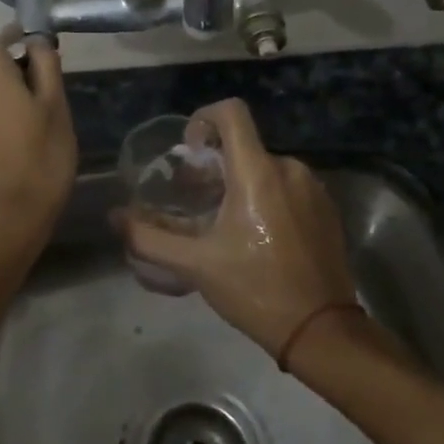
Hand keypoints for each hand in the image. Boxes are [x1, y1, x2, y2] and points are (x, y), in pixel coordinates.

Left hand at [0, 28, 76, 259]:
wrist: (5, 221)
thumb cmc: (40, 158)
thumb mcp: (56, 105)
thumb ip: (46, 64)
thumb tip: (37, 39)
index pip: (11, 36)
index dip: (35, 42)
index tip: (57, 61)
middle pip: (1, 62)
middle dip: (28, 71)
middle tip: (58, 98)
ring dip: (19, 95)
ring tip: (46, 121)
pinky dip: (7, 114)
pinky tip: (27, 138)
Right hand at [116, 98, 357, 358]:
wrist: (321, 330)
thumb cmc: (254, 289)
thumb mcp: (195, 265)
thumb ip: (149, 238)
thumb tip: (116, 218)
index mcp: (258, 172)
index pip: (231, 112)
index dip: (203, 119)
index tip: (190, 152)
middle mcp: (289, 169)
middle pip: (244, 146)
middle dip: (214, 166)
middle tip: (196, 200)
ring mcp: (313, 188)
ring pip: (265, 168)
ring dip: (240, 183)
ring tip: (223, 222)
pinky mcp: (327, 209)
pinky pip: (288, 187)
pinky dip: (266, 198)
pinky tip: (256, 236)